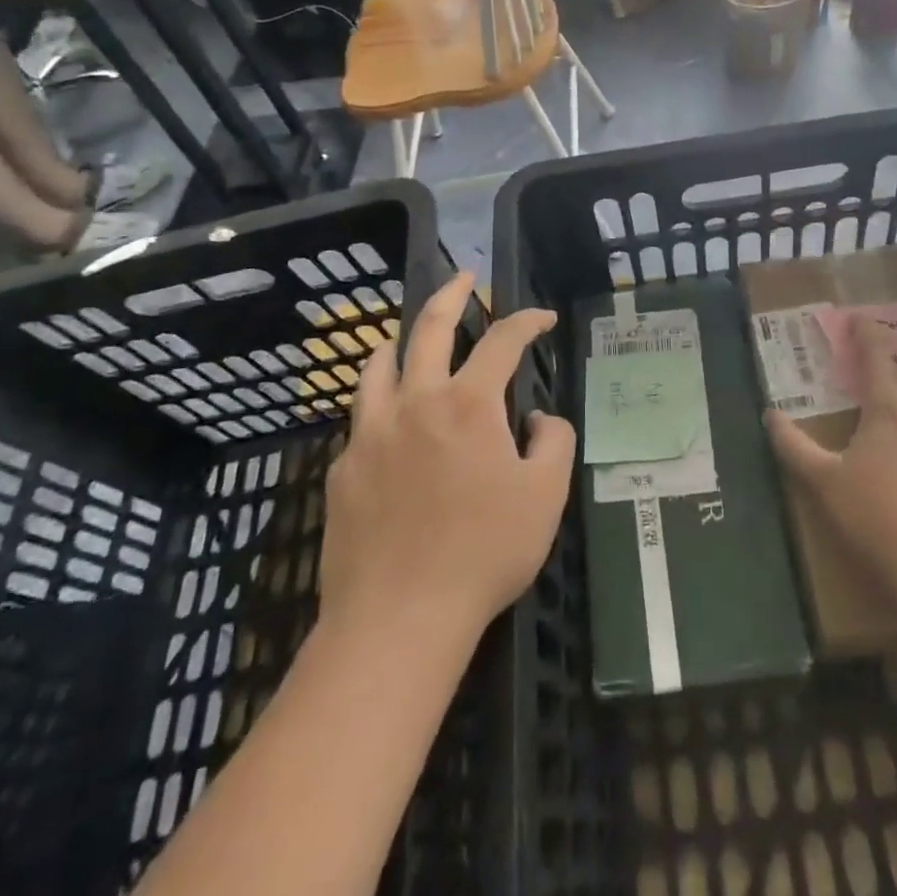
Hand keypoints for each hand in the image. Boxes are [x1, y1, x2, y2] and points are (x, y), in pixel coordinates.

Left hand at [319, 271, 574, 642]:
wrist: (398, 618)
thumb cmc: (485, 552)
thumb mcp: (546, 496)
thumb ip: (552, 441)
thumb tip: (534, 418)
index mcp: (468, 404)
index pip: (503, 341)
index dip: (527, 321)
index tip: (543, 318)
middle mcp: (416, 402)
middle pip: (430, 329)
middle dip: (451, 295)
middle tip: (463, 277)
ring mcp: (371, 433)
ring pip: (378, 367)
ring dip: (399, 342)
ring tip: (406, 337)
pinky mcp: (344, 469)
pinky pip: (363, 420)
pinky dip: (381, 405)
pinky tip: (390, 428)